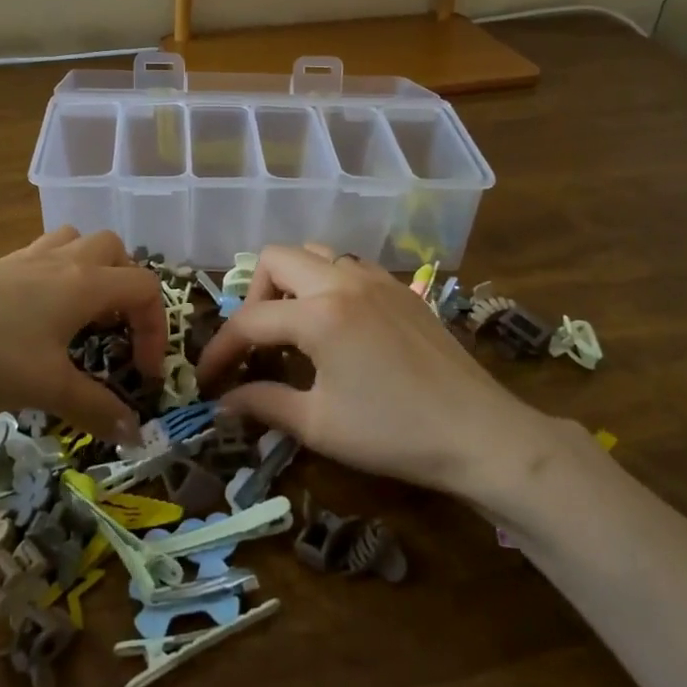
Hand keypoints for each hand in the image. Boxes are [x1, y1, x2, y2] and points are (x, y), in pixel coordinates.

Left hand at [0, 227, 165, 438]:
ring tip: (81, 313)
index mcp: (86, 283)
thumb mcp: (47, 387)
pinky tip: (36, 314)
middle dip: (128, 288)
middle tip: (116, 330)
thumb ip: (95, 408)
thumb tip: (135, 433)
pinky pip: (42, 254)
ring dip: (92, 270)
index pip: (146, 288)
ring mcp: (27, 259)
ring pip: (77, 242)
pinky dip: (55, 274)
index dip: (157, 329)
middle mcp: (64, 261)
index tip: (143, 372)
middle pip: (116, 250)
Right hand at [196, 244, 572, 498]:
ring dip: (291, 282)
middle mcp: (343, 280)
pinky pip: (347, 265)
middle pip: (275, 259)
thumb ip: (264, 404)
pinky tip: (336, 324)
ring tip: (294, 328)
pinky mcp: (400, 287)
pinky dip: (326, 282)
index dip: (220, 350)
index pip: (249, 320)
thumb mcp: (319, 425)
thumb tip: (224, 402)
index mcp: (319, 314)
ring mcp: (376, 278)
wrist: (479, 433)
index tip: (207, 379)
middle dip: (254, 296)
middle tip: (260, 343)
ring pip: (314, 252)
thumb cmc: (394, 433)